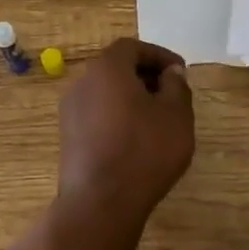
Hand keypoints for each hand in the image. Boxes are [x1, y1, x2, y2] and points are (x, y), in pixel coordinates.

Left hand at [57, 38, 195, 221]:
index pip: (132, 47)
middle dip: (145, 76)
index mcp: (106, 68)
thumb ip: (176, 86)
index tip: (180, 72)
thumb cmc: (144, 151)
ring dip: (131, 98)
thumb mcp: (176, 115)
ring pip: (105, 92)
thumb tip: (171, 73)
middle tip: (171, 94)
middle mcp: (82, 82)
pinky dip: (117, 116)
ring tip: (158, 119)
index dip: (158, 55)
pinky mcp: (68, 137)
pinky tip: (136, 139)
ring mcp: (70, 111)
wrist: (100, 202)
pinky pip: (96, 114)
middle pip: (116, 68)